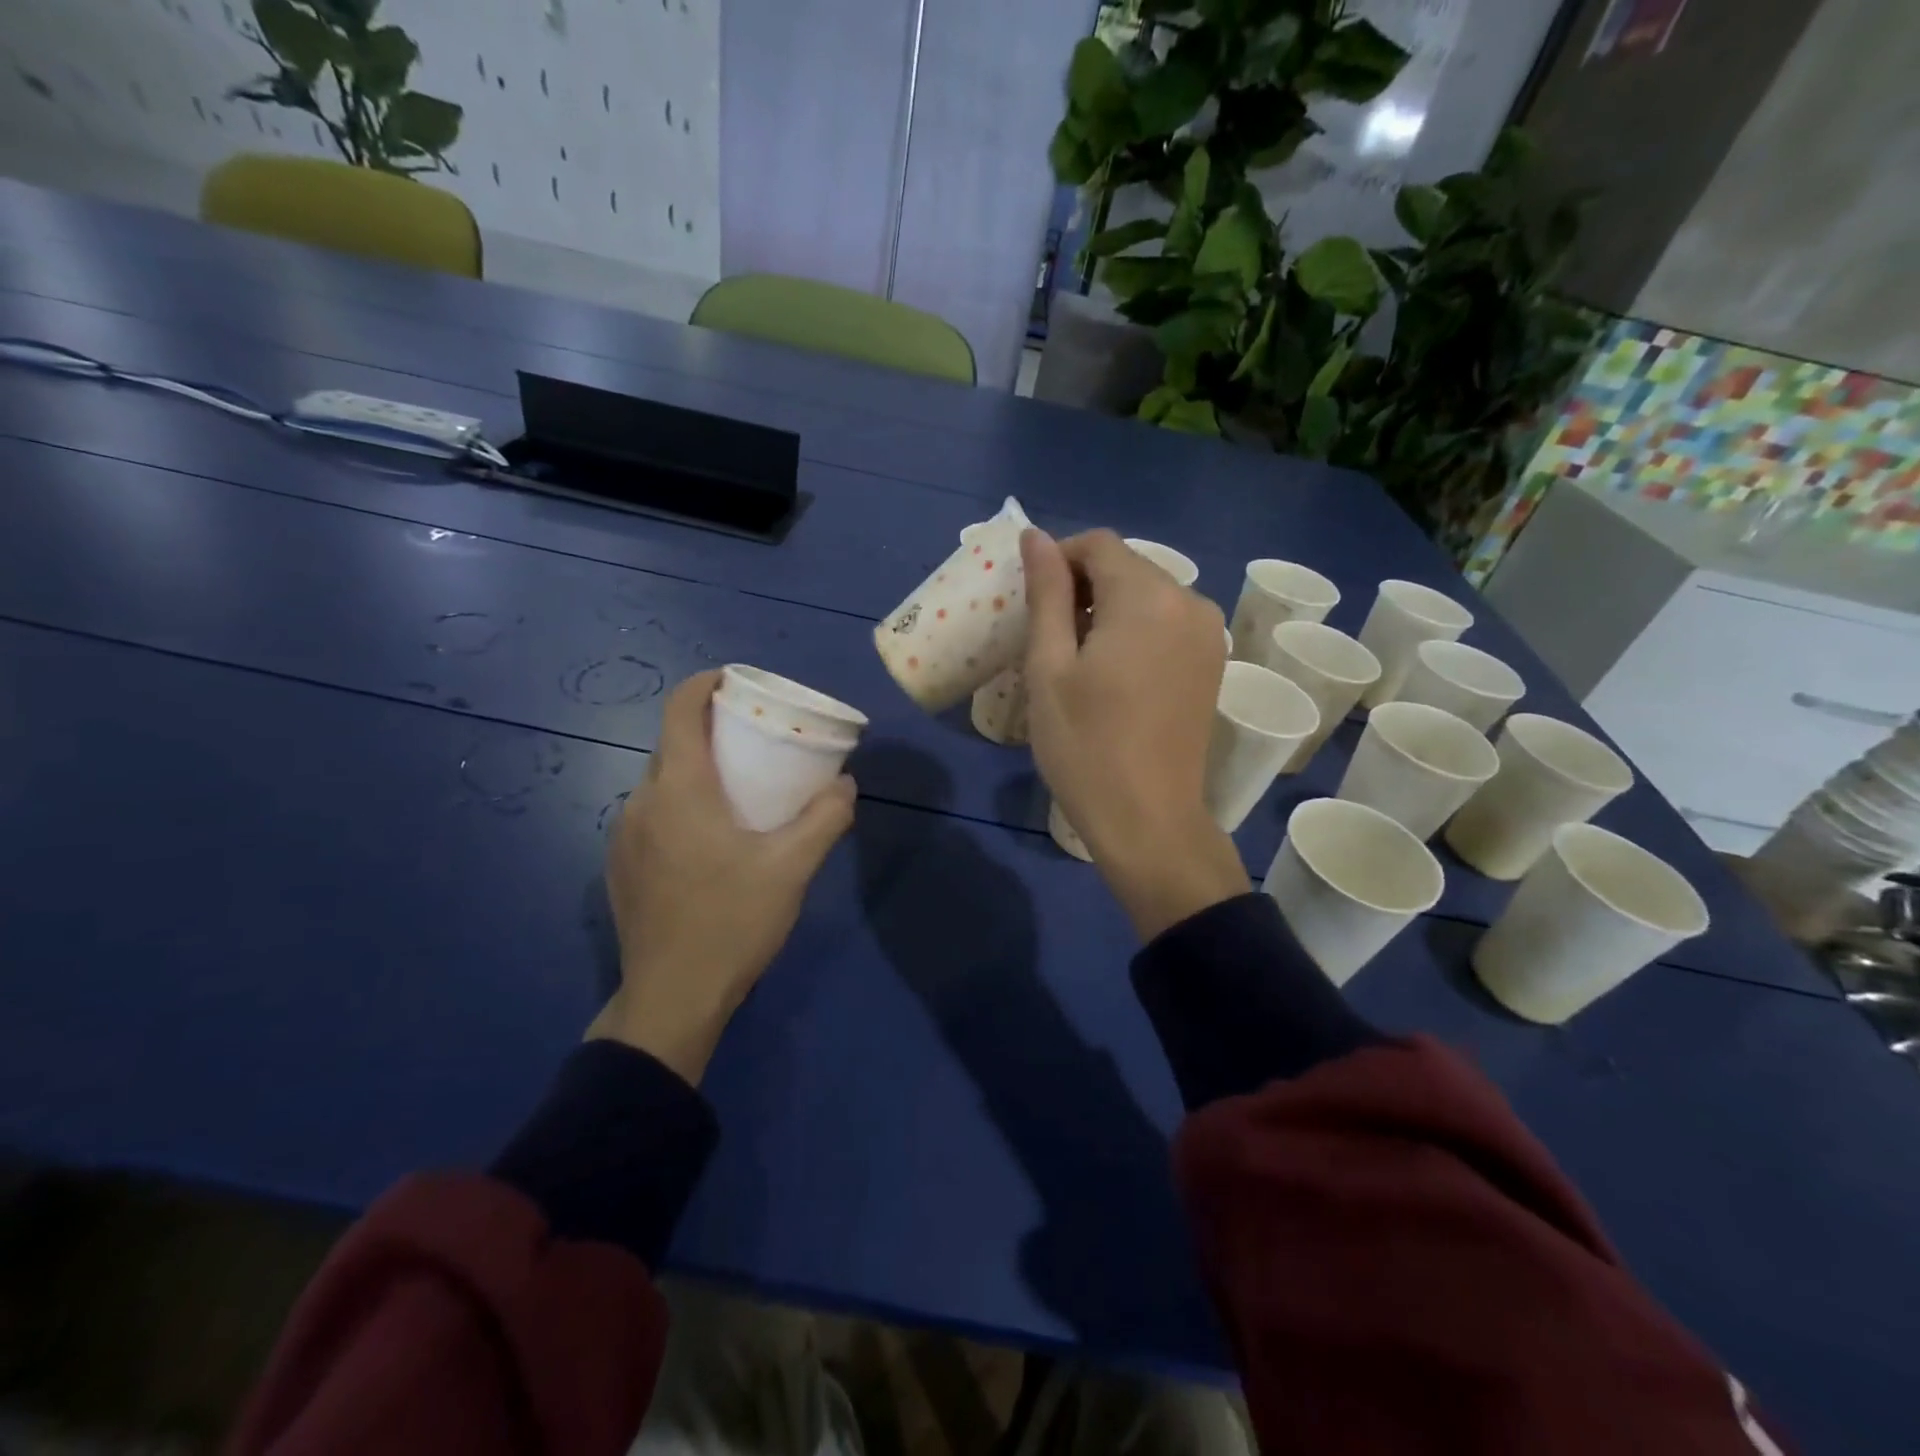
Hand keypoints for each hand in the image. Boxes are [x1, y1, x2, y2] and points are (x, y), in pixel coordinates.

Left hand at [589, 669, 855, 1083]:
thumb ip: (825, 818)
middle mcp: (641, 802)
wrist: (671, 998)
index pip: (680, 710)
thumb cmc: (732, 922)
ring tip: (738, 791)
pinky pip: (652, 815)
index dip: (705, 684)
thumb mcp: (793, 868)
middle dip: (711, 730)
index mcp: (680, 790)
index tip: (736, 681)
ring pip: (662, 782)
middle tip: (755, 740)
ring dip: (697, 771)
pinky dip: (681, 806)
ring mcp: (623, 836)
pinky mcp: (621, 866)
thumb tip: (844, 784)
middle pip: (672, 744)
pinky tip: (710, 840)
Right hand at [1021, 528, 1249, 939]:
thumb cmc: (1085, 745)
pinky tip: (1113, 672)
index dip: (1058, 560)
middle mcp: (1189, 601)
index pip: (1098, 545)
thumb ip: (1046, 593)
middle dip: (1083, 585)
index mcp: (1147, 596)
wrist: (1148, 820)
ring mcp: (1208, 634)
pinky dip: (1136, 629)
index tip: (1031, 601)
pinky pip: (1168, 622)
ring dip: (1109, 608)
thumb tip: (1036, 536)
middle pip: (1127, 566)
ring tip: (1076, 657)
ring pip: (1148, 594)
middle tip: (1047, 634)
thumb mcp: (1049, 667)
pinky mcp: (1213, 663)